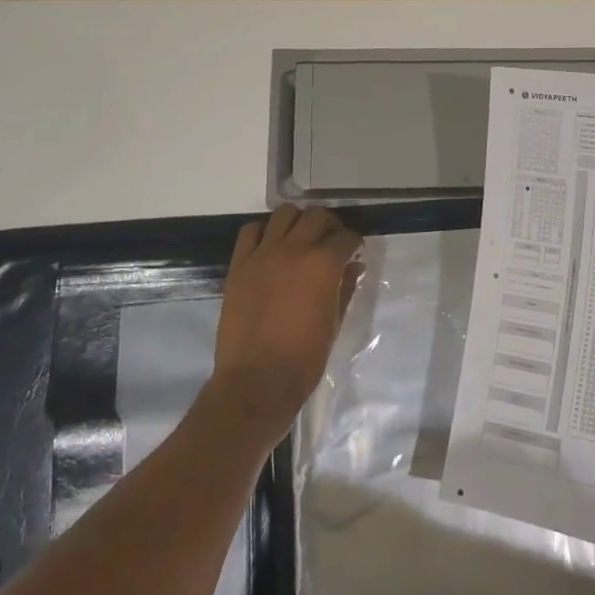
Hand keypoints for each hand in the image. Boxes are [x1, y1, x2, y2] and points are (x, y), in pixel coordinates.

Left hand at [210, 204, 362, 437]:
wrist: (257, 380)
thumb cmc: (305, 358)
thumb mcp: (334, 323)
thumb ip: (346, 288)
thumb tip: (354, 266)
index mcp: (323, 264)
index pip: (346, 237)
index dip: (354, 242)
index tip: (354, 250)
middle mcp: (294, 249)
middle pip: (317, 216)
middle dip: (330, 224)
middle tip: (333, 239)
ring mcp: (263, 254)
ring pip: (284, 214)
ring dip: (298, 221)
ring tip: (301, 237)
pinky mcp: (239, 265)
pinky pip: (251, 232)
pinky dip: (265, 231)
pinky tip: (271, 245)